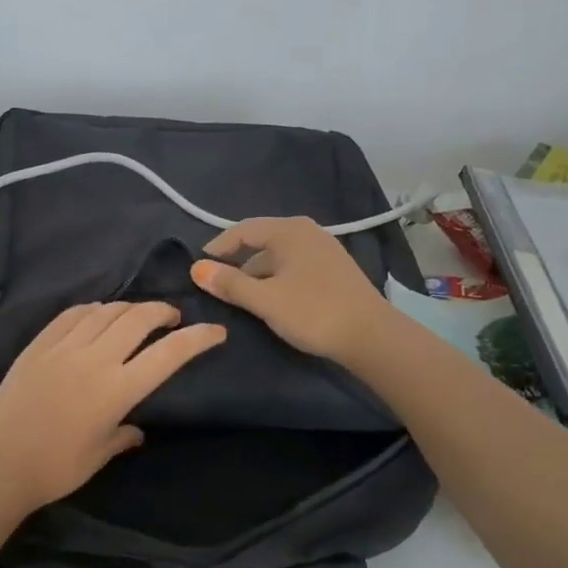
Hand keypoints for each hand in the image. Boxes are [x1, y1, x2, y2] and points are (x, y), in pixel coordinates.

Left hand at [0, 302, 226, 511]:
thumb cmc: (55, 468)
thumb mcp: (98, 456)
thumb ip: (122, 437)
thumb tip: (136, 430)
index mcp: (117, 389)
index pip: (168, 354)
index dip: (197, 339)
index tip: (216, 331)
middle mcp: (95, 359)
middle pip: (138, 318)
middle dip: (162, 311)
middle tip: (171, 317)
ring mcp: (64, 347)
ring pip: (105, 311)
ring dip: (128, 308)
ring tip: (135, 316)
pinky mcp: (38, 345)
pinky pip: (71, 315)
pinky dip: (91, 309)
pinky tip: (95, 314)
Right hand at [191, 218, 395, 362]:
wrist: (371, 336)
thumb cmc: (313, 312)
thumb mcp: (264, 300)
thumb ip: (229, 283)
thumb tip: (196, 269)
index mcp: (288, 231)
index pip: (242, 230)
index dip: (217, 248)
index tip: (198, 268)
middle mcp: (307, 232)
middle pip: (260, 241)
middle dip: (236, 261)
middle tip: (216, 284)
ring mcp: (323, 249)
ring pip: (278, 256)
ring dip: (256, 273)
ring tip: (240, 297)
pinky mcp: (333, 269)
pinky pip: (293, 266)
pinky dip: (275, 278)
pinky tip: (271, 299)